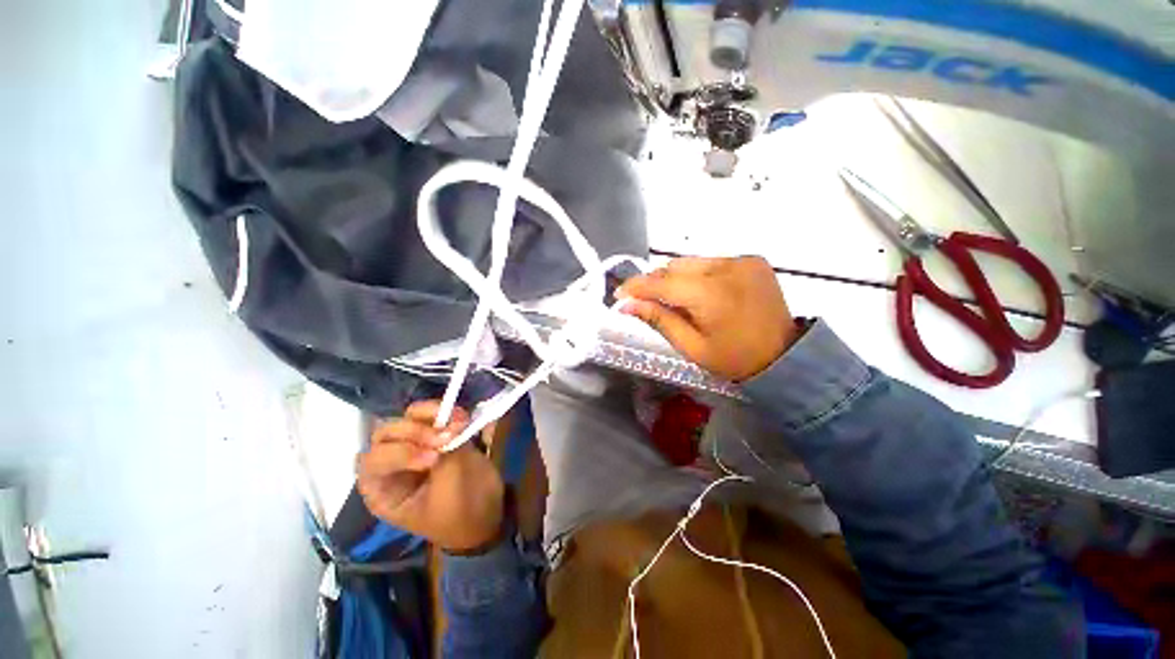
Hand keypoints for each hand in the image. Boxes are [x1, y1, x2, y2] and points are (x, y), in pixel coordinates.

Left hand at [357, 401, 504, 552]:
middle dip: (416, 431)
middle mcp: (392, 464)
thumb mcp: (451, 489)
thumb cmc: (461, 513)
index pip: (374, 461)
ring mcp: (415, 445)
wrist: (486, 512)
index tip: (434, 458)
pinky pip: (432, 414)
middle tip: (447, 437)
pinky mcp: (436, 434)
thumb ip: (447, 455)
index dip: (401, 453)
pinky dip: (446, 410)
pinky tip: (464, 417)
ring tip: (460, 421)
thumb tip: (453, 425)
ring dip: (432, 414)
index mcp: (383, 489)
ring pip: (409, 417)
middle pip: (388, 433)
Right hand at [617, 256, 800, 381]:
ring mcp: (743, 260)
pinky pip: (711, 262)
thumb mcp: (692, 347)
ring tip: (673, 298)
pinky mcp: (752, 260)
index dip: (637, 287)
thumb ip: (659, 320)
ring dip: (676, 277)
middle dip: (655, 282)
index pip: (663, 283)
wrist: (786, 356)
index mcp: (712, 295)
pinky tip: (700, 292)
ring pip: (692, 262)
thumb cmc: (734, 359)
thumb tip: (627, 305)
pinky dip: (698, 274)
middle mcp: (728, 268)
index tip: (620, 294)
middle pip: (675, 267)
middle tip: (644, 300)